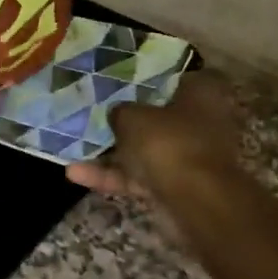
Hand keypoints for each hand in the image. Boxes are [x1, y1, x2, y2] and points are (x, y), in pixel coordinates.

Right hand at [66, 71, 242, 198]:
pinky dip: (112, 177)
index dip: (153, 77)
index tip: (127, 79)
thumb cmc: (168, 142)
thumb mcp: (132, 117)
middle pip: (161, 117)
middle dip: (130, 119)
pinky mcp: (175, 186)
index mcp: (202, 94)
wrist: (194, 201)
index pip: (180, 77)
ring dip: (113, 153)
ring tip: (75, 147)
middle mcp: (201, 123)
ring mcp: (189, 157)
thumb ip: (120, 111)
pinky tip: (75, 174)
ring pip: (147, 150)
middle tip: (98, 113)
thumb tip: (117, 113)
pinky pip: (140, 177)